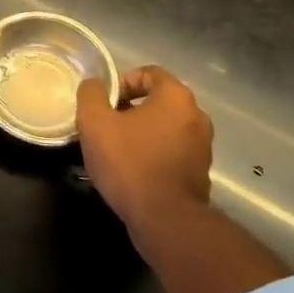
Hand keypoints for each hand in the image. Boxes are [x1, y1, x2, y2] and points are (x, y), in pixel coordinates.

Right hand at [76, 65, 212, 230]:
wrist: (165, 220)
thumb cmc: (129, 163)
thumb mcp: (95, 123)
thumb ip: (91, 94)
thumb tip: (94, 85)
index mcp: (176, 97)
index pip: (149, 73)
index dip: (122, 83)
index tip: (104, 104)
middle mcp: (197, 116)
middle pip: (158, 101)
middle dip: (130, 110)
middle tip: (106, 127)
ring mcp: (203, 146)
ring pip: (165, 128)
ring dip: (142, 133)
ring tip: (116, 151)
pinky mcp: (201, 173)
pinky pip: (172, 152)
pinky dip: (154, 155)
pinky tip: (133, 172)